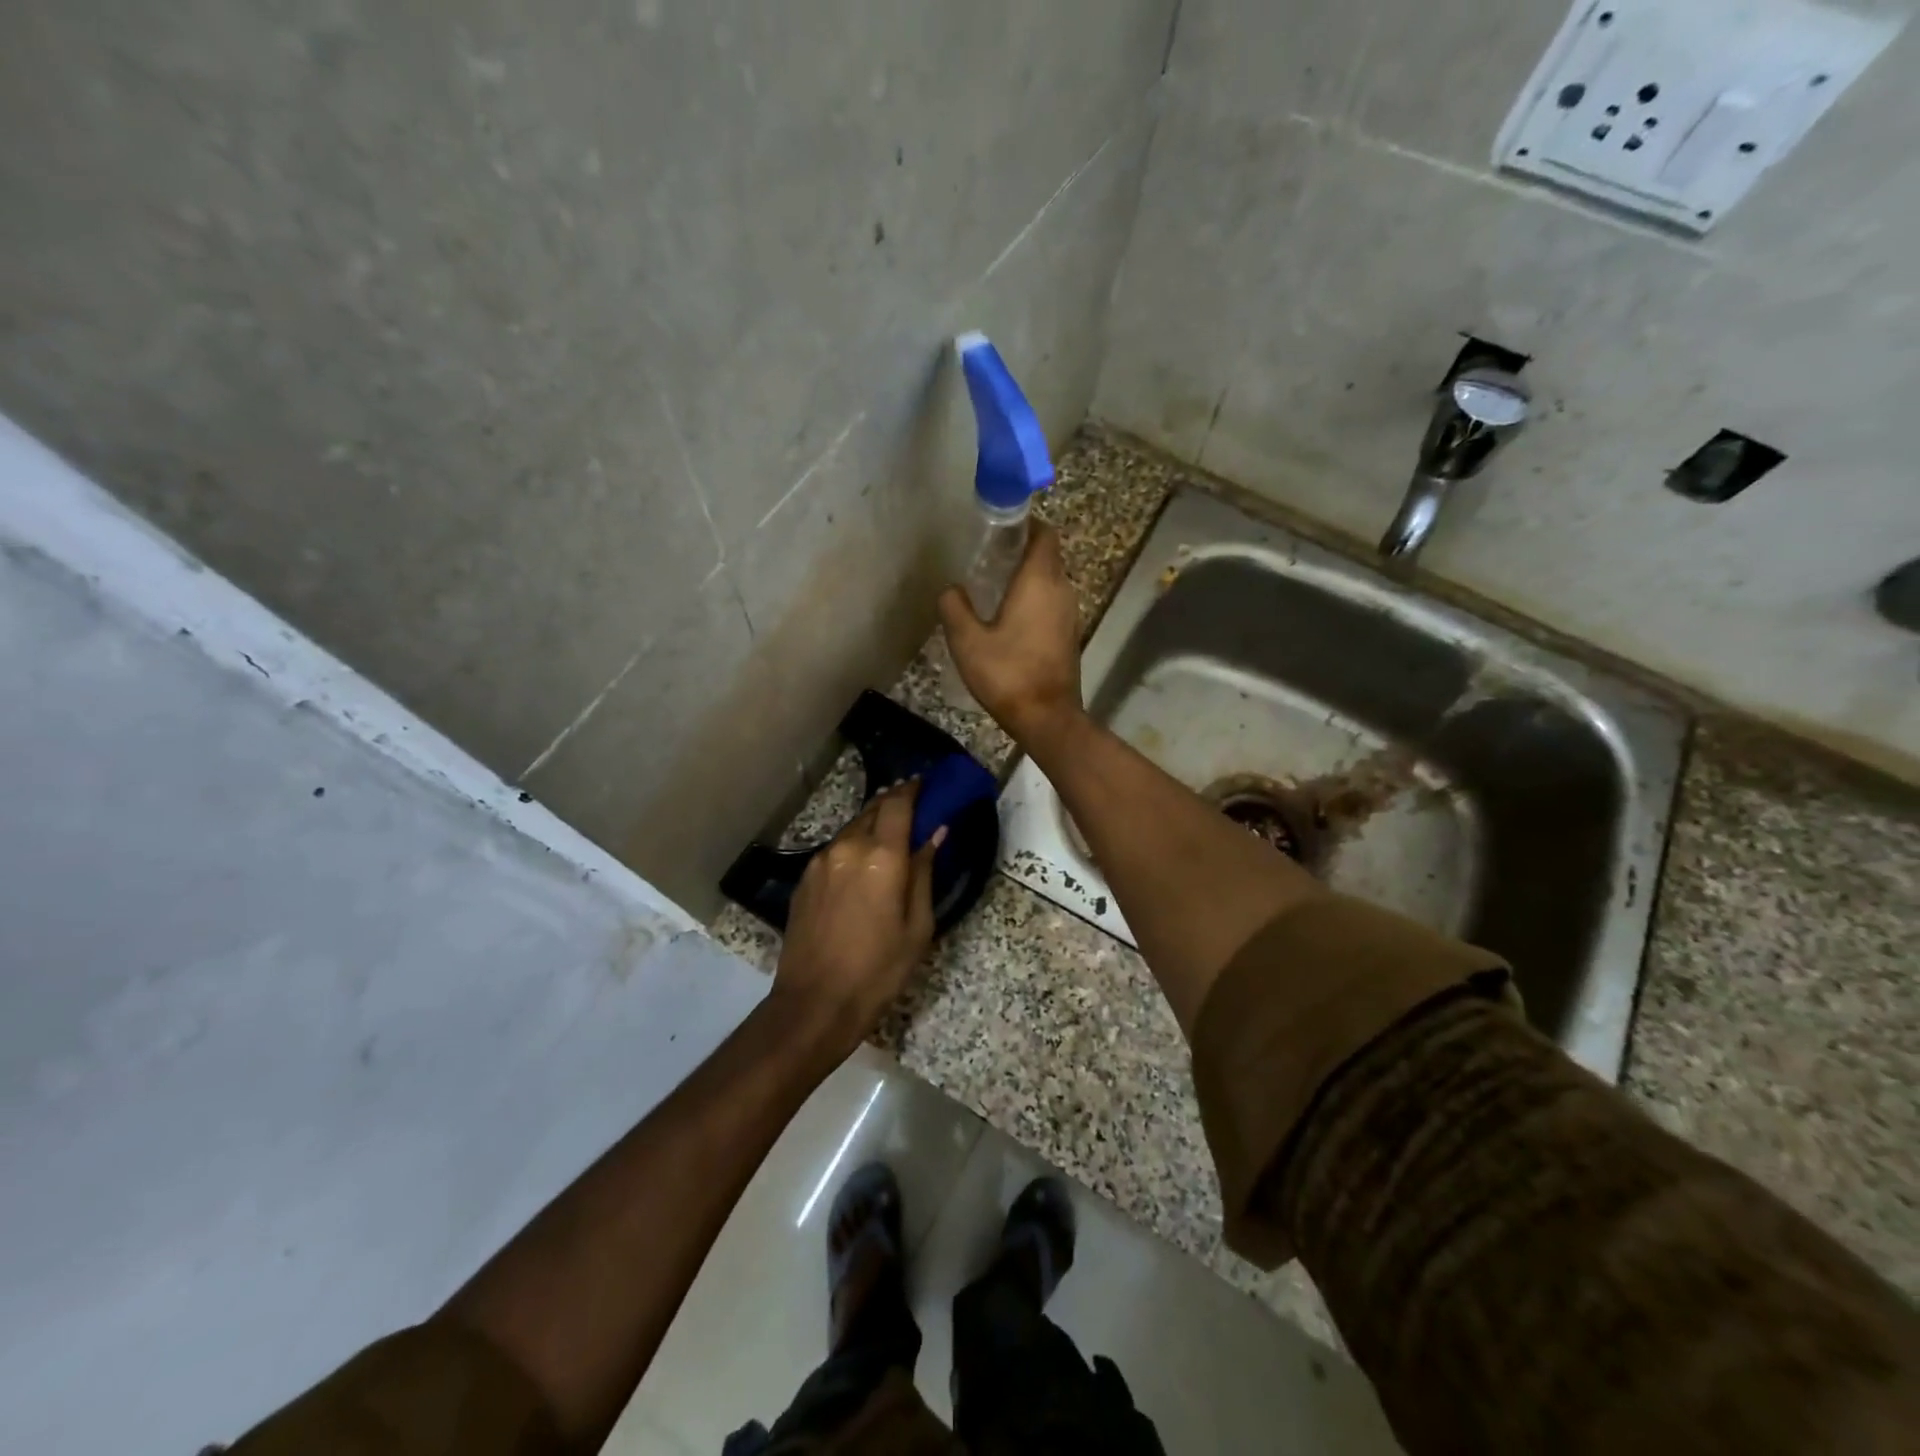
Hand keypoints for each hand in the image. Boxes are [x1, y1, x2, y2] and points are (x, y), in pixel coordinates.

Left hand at [773, 782, 943, 1054]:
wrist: (814, 1004)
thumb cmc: (878, 970)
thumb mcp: (917, 926)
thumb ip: (925, 872)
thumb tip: (935, 834)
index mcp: (881, 857)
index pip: (897, 804)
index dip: (912, 788)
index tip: (924, 782)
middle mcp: (848, 848)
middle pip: (873, 810)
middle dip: (893, 803)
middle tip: (912, 807)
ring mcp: (821, 862)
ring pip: (852, 829)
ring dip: (872, 825)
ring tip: (889, 836)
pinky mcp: (805, 879)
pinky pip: (835, 850)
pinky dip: (853, 846)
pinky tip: (862, 865)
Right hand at [937, 522, 1082, 740]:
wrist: (1047, 717)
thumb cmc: (1007, 674)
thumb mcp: (967, 641)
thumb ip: (954, 607)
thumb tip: (951, 589)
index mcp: (1039, 581)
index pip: (1044, 533)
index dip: (1025, 524)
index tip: (1000, 527)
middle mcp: (1061, 589)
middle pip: (1047, 555)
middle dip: (1021, 549)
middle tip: (988, 556)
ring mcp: (1070, 613)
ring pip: (1051, 580)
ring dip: (1027, 576)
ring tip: (994, 585)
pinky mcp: (1069, 634)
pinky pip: (1052, 602)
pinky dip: (1035, 599)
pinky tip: (1009, 616)